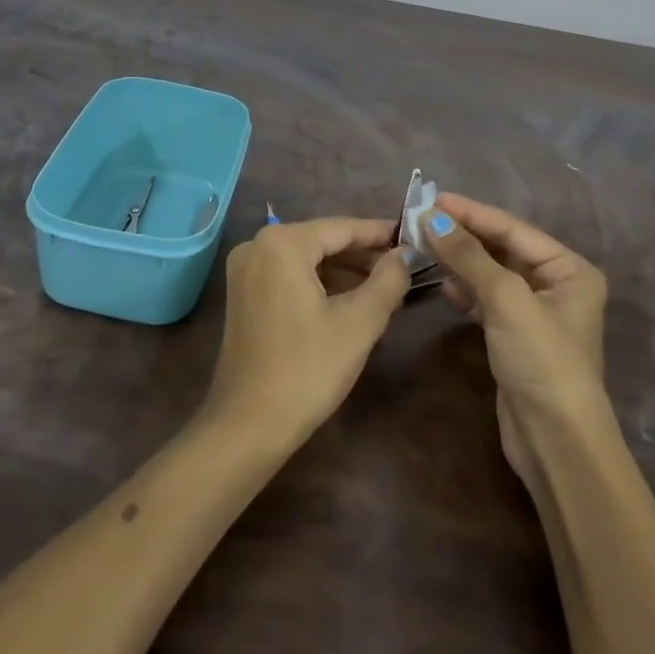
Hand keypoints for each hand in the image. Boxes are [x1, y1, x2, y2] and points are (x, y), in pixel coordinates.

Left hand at [201, 217, 410, 449]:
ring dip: (343, 270)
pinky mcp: (243, 294)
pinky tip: (349, 298)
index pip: (341, 228)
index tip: (411, 236)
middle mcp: (257, 245)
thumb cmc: (307, 369)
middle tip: (403, 265)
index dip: (378, 233)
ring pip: (306, 259)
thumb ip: (387, 281)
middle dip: (362, 254)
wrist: (248, 426)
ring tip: (385, 284)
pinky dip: (320, 283)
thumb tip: (404, 255)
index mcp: (282, 243)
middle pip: (322, 240)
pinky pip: (289, 275)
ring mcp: (245, 270)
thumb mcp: (358, 324)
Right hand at [421, 193, 607, 483]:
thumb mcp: (506, 299)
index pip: (512, 228)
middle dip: (462, 235)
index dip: (470, 212)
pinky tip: (442, 284)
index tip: (431, 197)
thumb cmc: (541, 360)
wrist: (556, 443)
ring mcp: (535, 313)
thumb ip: (468, 255)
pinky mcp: (515, 337)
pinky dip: (464, 290)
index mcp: (569, 269)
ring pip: (490, 274)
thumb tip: (430, 217)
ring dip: (459, 261)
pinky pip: (485, 300)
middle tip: (420, 219)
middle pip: (501, 248)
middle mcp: (556, 285)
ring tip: (422, 245)